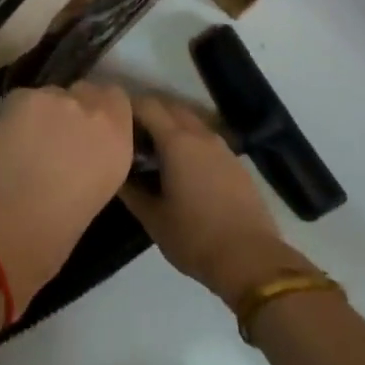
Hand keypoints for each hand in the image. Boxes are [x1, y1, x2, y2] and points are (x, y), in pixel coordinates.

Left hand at [0, 83, 133, 305]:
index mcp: (118, 140)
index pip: (117, 99)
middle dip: (74, 108)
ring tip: (27, 141)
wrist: (11, 226)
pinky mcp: (23, 96)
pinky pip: (23, 98)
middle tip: (56, 135)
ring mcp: (58, 99)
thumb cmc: (57, 231)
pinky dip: (16, 115)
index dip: (101, 109)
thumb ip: (99, 157)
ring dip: (45, 111)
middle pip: (86, 91)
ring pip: (52, 94)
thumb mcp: (99, 191)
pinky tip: (7, 139)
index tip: (87, 128)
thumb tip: (84, 149)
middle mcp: (94, 111)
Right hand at [120, 97, 312, 307]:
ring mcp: (222, 147)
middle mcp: (200, 135)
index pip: (147, 106)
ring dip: (170, 127)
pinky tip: (182, 169)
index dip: (127, 108)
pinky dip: (189, 141)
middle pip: (170, 107)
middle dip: (148, 114)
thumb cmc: (194, 237)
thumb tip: (116, 172)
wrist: (251, 258)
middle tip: (130, 138)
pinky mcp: (235, 162)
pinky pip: (206, 139)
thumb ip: (131, 190)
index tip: (113, 122)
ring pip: (190, 122)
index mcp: (176, 142)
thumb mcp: (153, 218)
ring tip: (153, 153)